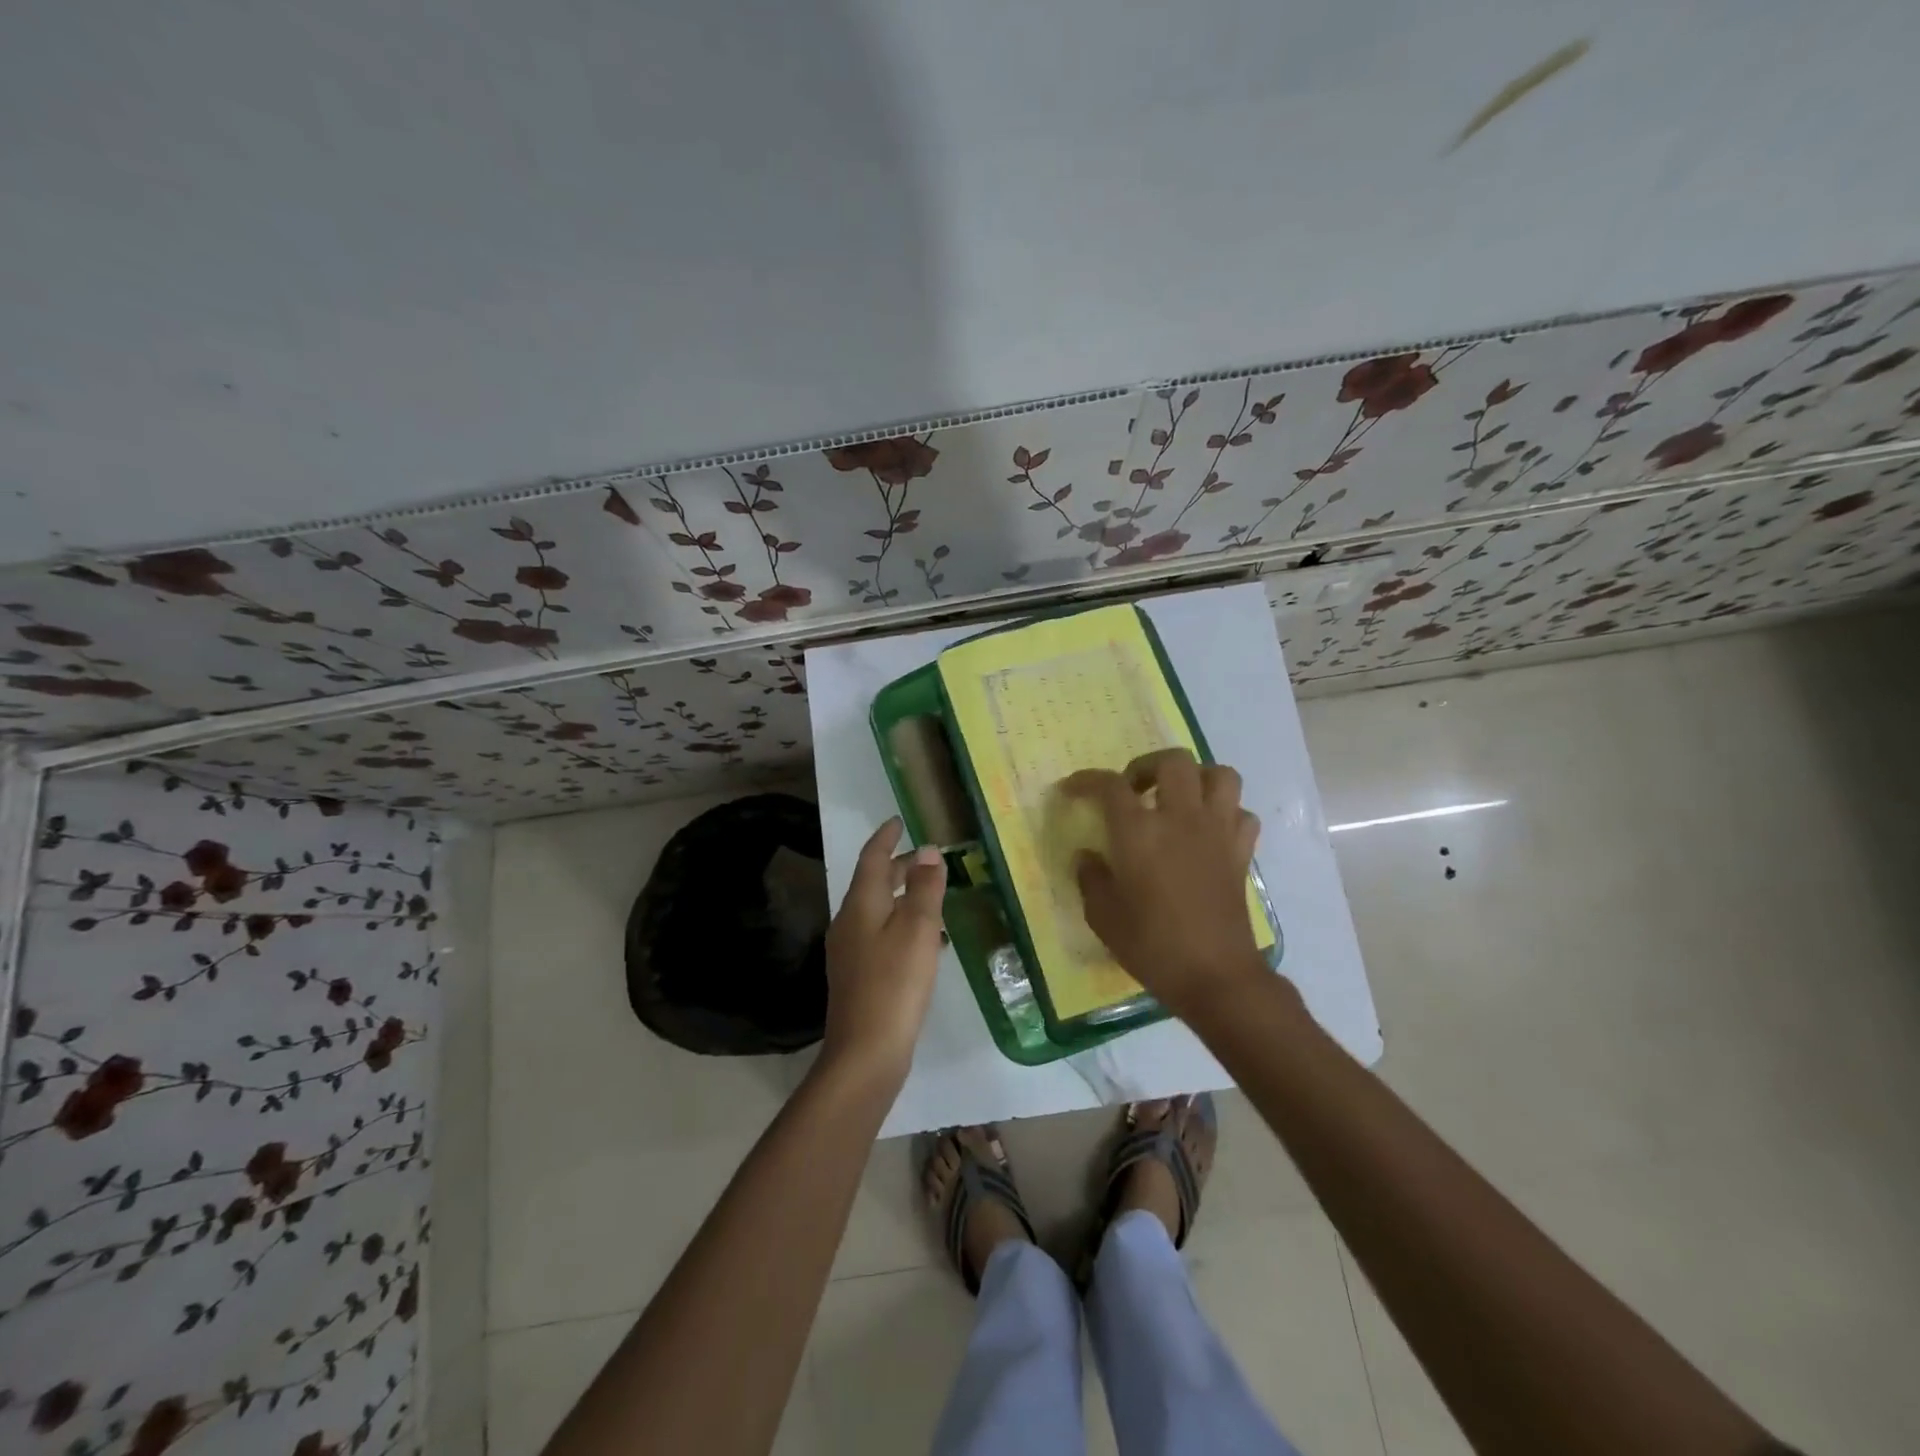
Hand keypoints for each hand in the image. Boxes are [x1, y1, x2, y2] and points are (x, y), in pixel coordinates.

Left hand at [820, 818, 947, 1084]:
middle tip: (928, 859)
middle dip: (899, 867)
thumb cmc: (895, 983)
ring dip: (903, 897)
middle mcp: (849, 922)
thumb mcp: (918, 930)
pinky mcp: (858, 975)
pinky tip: (927, 941)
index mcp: (861, 904)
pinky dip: (902, 924)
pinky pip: (881, 935)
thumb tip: (929, 851)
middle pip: (874, 883)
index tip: (898, 821)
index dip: (886, 838)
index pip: (872, 858)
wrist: (865, 1052)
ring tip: (933, 895)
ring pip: (878, 910)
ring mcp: (850, 951)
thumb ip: (925, 888)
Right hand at [1063, 749, 1271, 1020]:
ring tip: (1177, 800)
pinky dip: (1225, 813)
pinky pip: (1240, 814)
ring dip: (1196, 779)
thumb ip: (1090, 878)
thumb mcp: (1103, 916)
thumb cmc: (1152, 946)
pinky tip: (1208, 832)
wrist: (1215, 976)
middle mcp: (1180, 819)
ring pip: (1219, 775)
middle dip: (1147, 766)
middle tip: (1133, 789)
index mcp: (1139, 832)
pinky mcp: (1241, 852)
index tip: (1072, 790)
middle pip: (1172, 761)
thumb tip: (1088, 856)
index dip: (1086, 780)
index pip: (1109, 786)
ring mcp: (1217, 832)